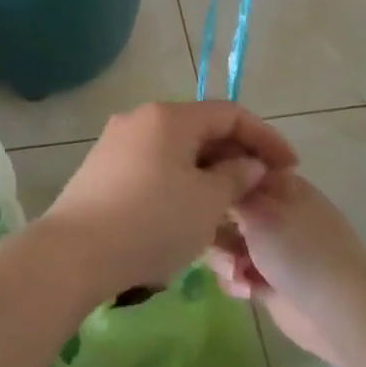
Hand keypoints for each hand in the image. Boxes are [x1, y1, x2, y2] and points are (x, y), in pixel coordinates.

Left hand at [44, 101, 296, 294]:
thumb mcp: (207, 202)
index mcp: (169, 117)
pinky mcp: (101, 169)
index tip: (290, 167)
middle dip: (235, 156)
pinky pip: (153, 167)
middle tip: (260, 189)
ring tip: (229, 206)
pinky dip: (179, 182)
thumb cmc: (152, 222)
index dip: (265, 137)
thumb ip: (235, 177)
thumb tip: (248, 164)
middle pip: (200, 129)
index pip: (229, 114)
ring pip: (176, 151)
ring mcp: (116, 143)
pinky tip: (188, 213)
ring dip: (207, 173)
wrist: (75, 252)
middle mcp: (140, 119)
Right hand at [206, 169, 365, 366]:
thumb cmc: (301, 251)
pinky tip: (245, 291)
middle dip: (214, 227)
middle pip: (223, 207)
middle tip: (217, 241)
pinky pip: (233, 272)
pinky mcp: (265, 280)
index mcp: (279, 185)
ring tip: (236, 273)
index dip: (214, 180)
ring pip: (223, 242)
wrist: (340, 313)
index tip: (196, 193)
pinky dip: (234, 281)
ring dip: (223, 258)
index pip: (236, 169)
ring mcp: (269, 247)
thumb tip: (213, 176)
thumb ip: (230, 192)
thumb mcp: (261, 211)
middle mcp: (272, 212)